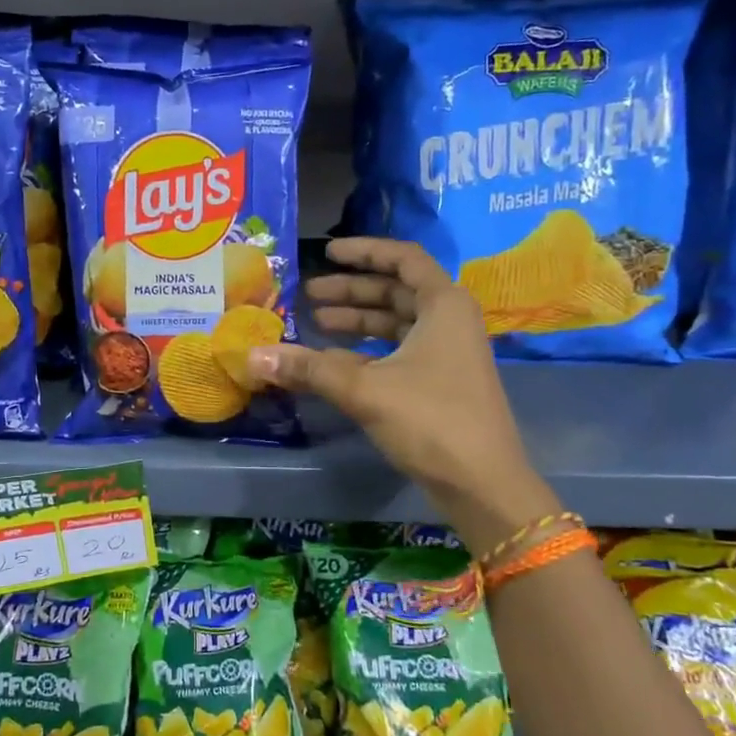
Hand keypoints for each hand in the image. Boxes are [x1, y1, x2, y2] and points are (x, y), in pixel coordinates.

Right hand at [247, 237, 558, 535]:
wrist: (482, 483)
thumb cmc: (431, 420)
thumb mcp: (364, 390)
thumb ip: (309, 368)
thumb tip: (252, 356)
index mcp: (443, 305)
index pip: (403, 258)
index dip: (364, 251)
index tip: (327, 252)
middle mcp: (450, 321)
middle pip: (396, 291)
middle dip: (351, 291)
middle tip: (308, 295)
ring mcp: (448, 353)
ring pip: (396, 323)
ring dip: (357, 321)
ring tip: (315, 324)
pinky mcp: (440, 382)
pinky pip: (398, 351)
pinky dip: (367, 350)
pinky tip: (333, 361)